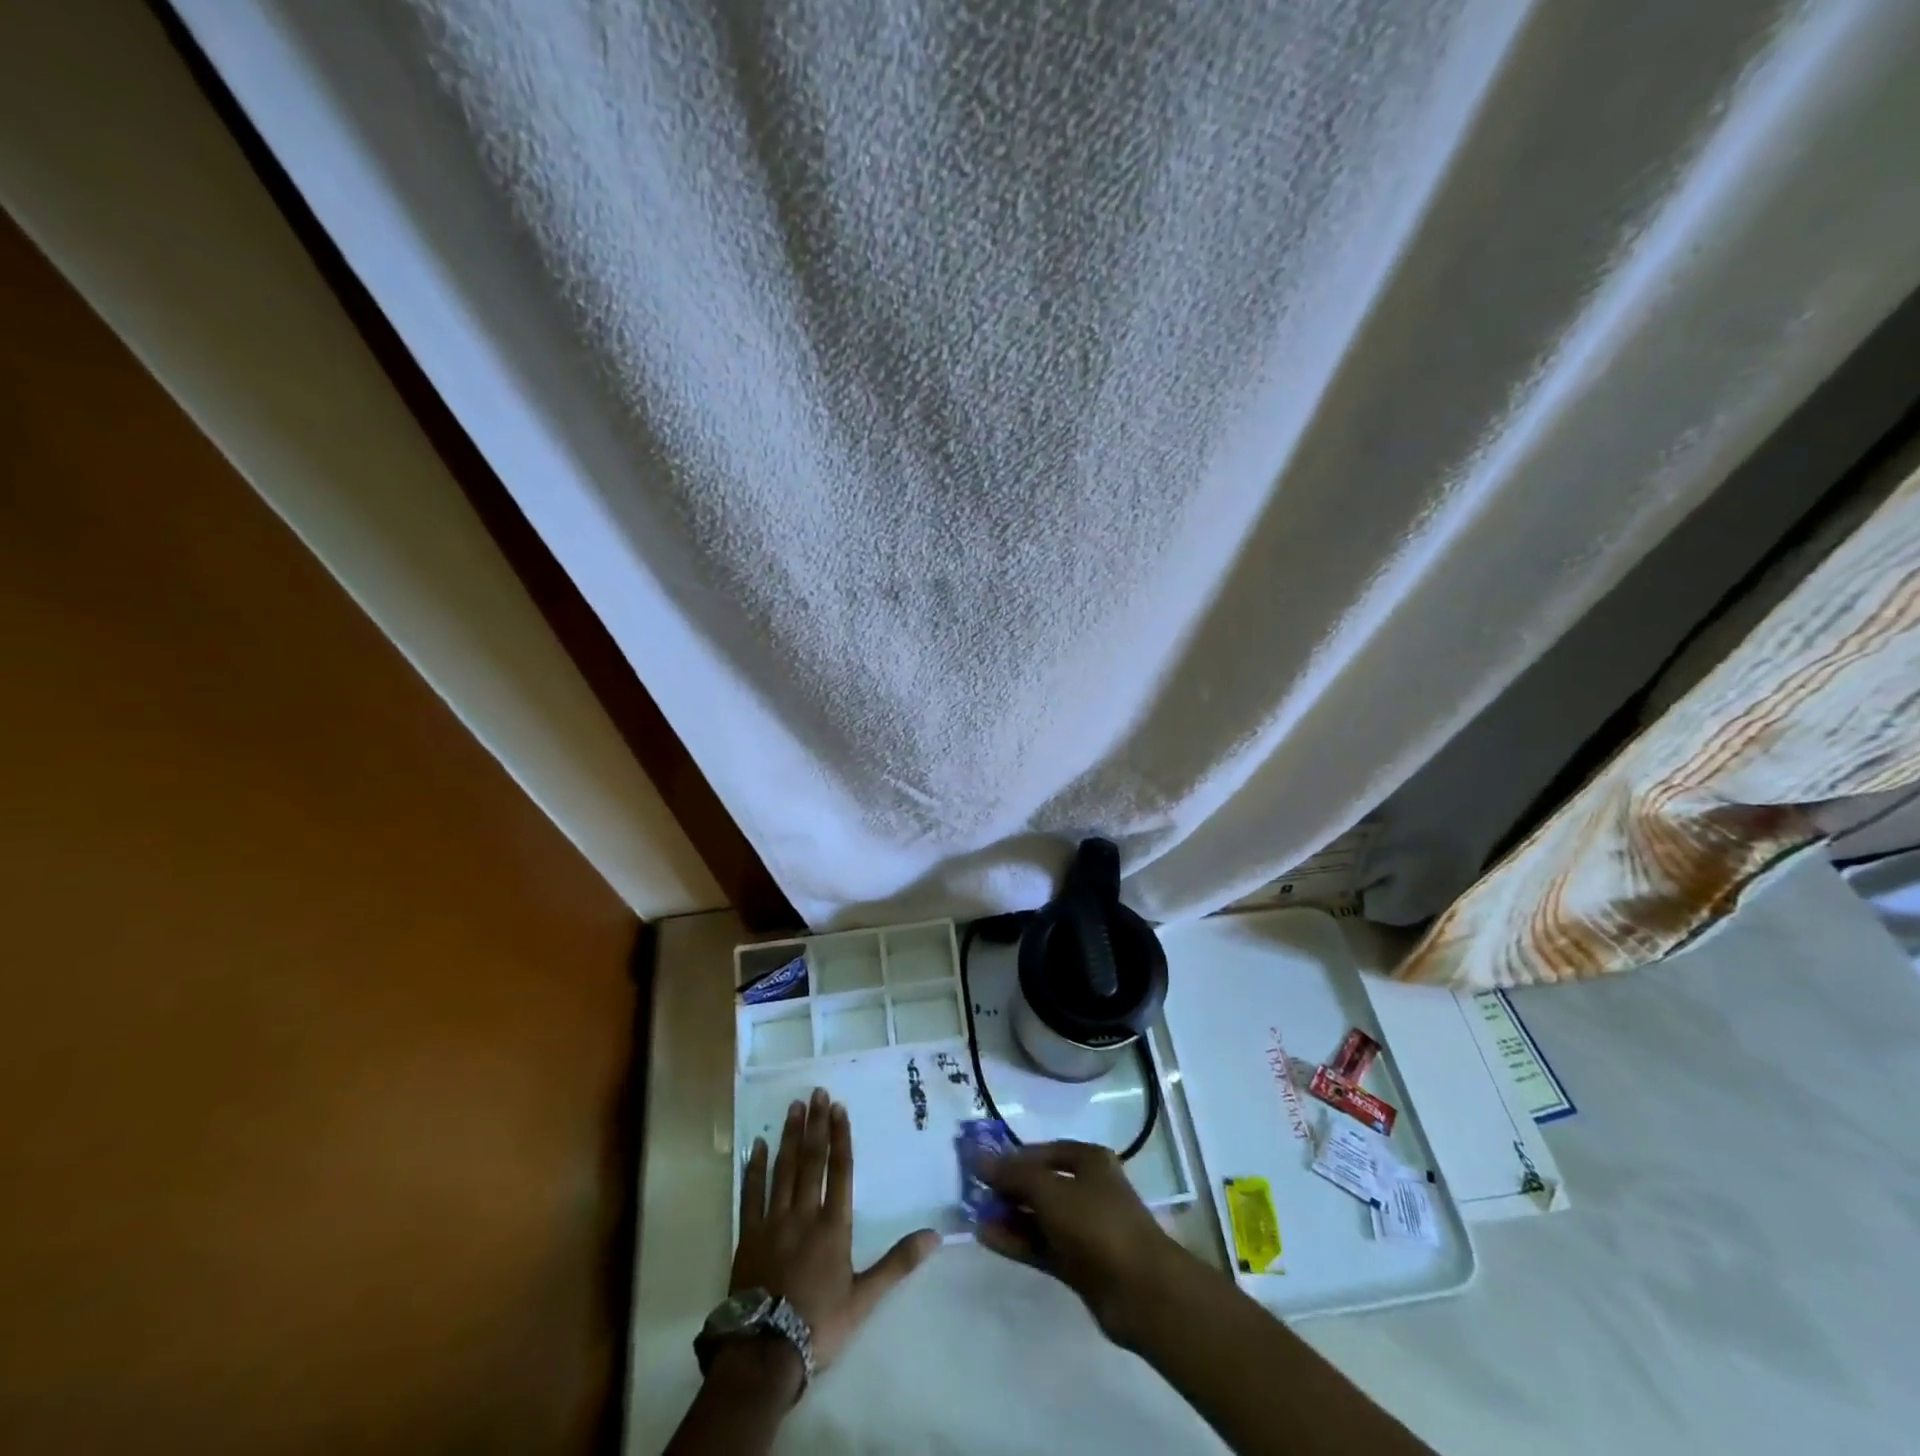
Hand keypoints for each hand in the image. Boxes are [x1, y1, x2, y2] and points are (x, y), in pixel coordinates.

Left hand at [732, 1088, 939, 1377]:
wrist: (765, 1351)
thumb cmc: (819, 1324)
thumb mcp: (865, 1297)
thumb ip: (898, 1262)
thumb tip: (935, 1235)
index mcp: (833, 1226)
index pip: (839, 1170)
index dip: (839, 1137)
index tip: (838, 1108)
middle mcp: (804, 1214)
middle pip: (811, 1161)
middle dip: (815, 1125)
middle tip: (816, 1092)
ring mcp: (773, 1222)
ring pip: (783, 1170)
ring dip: (789, 1137)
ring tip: (793, 1107)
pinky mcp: (748, 1235)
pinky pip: (751, 1194)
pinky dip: (755, 1168)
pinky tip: (758, 1146)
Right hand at [975, 1139, 1205, 1346]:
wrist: (1140, 1290)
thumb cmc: (1096, 1223)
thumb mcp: (1050, 1190)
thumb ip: (1013, 1175)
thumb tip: (977, 1157)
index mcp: (1088, 1160)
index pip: (1043, 1152)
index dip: (1012, 1157)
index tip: (981, 1166)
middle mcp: (1087, 1189)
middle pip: (1040, 1183)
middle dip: (1007, 1188)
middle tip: (972, 1193)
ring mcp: (1083, 1228)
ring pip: (1038, 1216)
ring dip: (1008, 1215)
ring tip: (973, 1216)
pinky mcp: (1077, 1263)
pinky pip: (1040, 1244)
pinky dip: (1016, 1240)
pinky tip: (987, 1238)